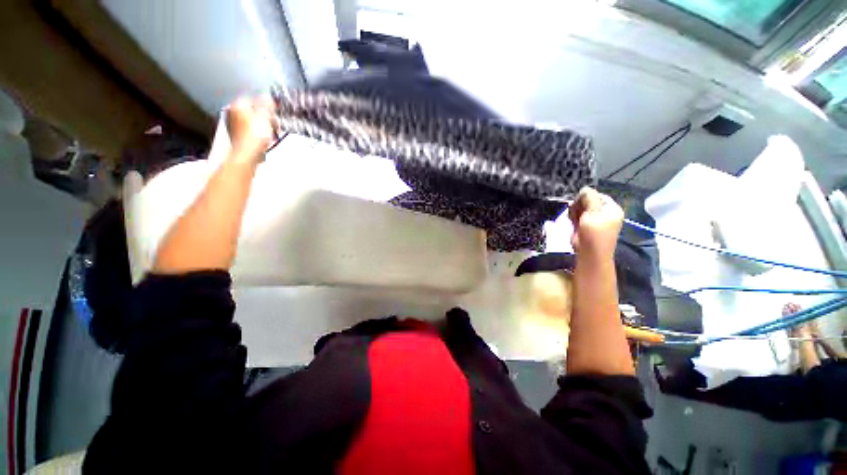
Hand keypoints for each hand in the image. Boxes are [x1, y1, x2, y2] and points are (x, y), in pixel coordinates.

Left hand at [226, 95, 276, 164]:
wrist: (247, 153)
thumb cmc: (254, 136)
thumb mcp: (265, 116)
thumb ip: (267, 104)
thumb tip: (268, 96)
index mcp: (237, 104)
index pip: (255, 99)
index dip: (267, 106)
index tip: (275, 112)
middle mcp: (232, 112)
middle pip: (253, 111)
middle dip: (266, 117)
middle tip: (275, 124)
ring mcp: (233, 125)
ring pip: (252, 121)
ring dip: (263, 126)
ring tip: (271, 133)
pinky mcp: (237, 136)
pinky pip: (250, 131)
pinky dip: (258, 133)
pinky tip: (264, 139)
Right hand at [568, 187, 623, 257]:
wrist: (589, 253)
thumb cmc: (594, 232)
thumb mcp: (593, 212)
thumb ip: (589, 198)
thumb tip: (584, 188)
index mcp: (612, 209)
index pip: (598, 195)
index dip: (586, 197)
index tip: (578, 202)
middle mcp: (604, 214)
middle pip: (588, 202)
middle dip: (579, 205)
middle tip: (575, 211)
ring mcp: (594, 221)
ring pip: (581, 210)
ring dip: (574, 212)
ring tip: (573, 218)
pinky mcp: (584, 227)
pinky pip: (577, 217)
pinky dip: (573, 219)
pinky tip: (571, 222)